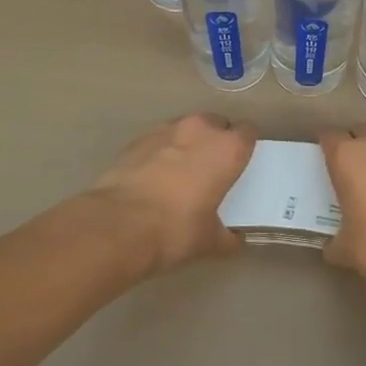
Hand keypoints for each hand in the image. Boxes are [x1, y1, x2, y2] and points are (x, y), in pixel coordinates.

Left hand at [89, 114, 256, 273]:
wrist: (117, 226)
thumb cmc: (175, 230)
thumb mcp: (209, 242)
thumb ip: (227, 237)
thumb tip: (233, 241)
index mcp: (228, 149)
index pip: (248, 132)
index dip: (245, 147)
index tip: (240, 164)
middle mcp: (201, 130)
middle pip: (217, 124)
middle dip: (216, 141)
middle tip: (211, 169)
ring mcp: (167, 130)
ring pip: (186, 128)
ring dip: (188, 143)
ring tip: (180, 172)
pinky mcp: (138, 139)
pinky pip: (159, 139)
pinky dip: (161, 151)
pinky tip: (154, 177)